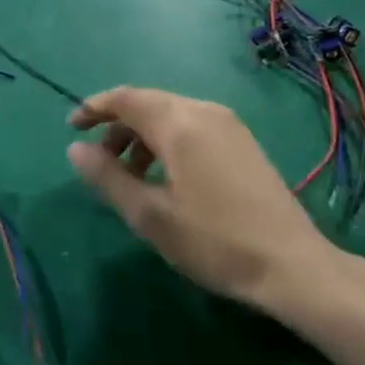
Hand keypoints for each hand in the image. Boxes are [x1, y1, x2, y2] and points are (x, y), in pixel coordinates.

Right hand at [67, 87, 364, 320]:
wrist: (293, 266)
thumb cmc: (215, 242)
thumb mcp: (150, 215)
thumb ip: (108, 177)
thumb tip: (75, 149)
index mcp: (180, 123)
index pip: (126, 98)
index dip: (94, 108)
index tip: (71, 127)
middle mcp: (204, 112)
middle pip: (148, 103)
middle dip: (117, 125)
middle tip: (97, 159)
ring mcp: (229, 125)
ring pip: (170, 115)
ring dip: (141, 136)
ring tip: (129, 176)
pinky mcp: (242, 142)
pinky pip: (192, 126)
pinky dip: (166, 141)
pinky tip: (165, 177)